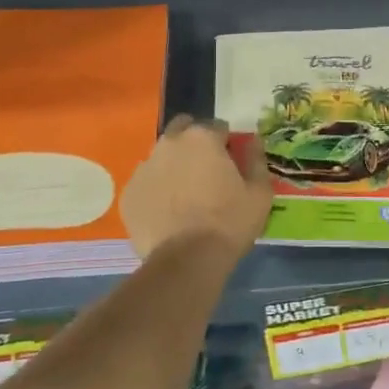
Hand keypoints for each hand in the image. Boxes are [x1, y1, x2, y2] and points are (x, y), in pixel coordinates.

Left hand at [120, 114, 271, 260]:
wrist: (186, 262)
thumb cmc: (228, 223)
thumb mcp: (259, 193)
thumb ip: (256, 160)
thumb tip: (252, 140)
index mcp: (202, 138)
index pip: (217, 127)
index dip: (227, 144)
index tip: (232, 164)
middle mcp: (169, 144)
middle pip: (182, 130)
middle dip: (194, 143)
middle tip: (206, 171)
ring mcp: (144, 168)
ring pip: (162, 157)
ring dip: (174, 166)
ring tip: (186, 196)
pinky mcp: (129, 193)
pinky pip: (147, 183)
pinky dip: (157, 190)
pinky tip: (168, 213)